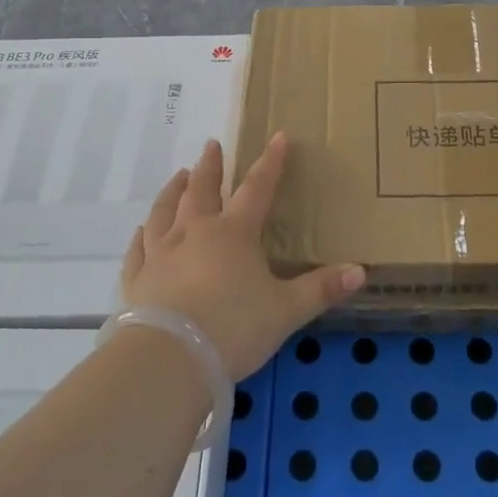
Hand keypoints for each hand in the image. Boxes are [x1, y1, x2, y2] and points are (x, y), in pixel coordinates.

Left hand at [123, 134, 365, 380]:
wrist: (170, 359)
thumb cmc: (234, 328)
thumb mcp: (287, 311)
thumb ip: (321, 289)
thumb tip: (360, 271)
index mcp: (234, 233)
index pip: (257, 189)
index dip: (270, 162)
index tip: (277, 137)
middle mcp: (194, 233)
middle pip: (202, 190)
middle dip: (210, 166)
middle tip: (211, 145)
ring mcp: (161, 254)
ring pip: (164, 211)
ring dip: (173, 191)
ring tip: (178, 176)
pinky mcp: (137, 279)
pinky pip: (138, 249)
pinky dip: (142, 235)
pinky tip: (142, 230)